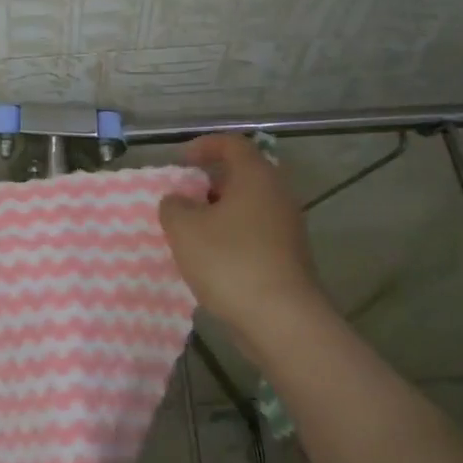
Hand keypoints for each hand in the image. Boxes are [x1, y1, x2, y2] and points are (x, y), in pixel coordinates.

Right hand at [160, 136, 324, 339]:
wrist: (281, 318)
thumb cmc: (229, 261)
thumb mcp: (185, 229)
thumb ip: (174, 206)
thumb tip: (178, 200)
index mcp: (256, 176)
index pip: (232, 144)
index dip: (204, 146)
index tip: (181, 161)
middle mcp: (277, 195)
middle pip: (242, 176)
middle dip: (208, 184)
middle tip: (182, 199)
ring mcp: (287, 227)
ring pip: (247, 208)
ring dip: (218, 214)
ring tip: (190, 233)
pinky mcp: (288, 256)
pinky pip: (254, 234)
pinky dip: (231, 237)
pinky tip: (211, 260)